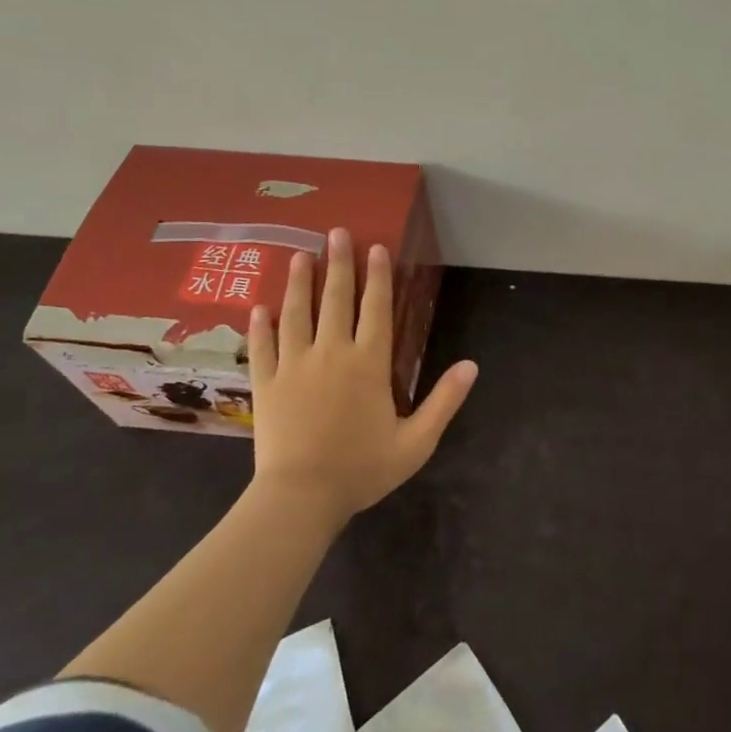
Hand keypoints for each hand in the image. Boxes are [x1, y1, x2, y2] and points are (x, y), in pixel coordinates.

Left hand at [247, 227, 476, 525]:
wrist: (300, 498)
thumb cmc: (362, 469)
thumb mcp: (416, 442)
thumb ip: (444, 401)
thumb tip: (472, 365)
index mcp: (368, 363)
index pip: (375, 308)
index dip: (377, 276)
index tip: (375, 247)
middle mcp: (331, 354)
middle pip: (335, 300)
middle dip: (338, 264)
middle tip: (335, 232)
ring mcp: (294, 366)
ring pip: (296, 314)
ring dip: (299, 283)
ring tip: (300, 255)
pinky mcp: (267, 384)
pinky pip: (263, 346)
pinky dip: (261, 325)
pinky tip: (259, 307)